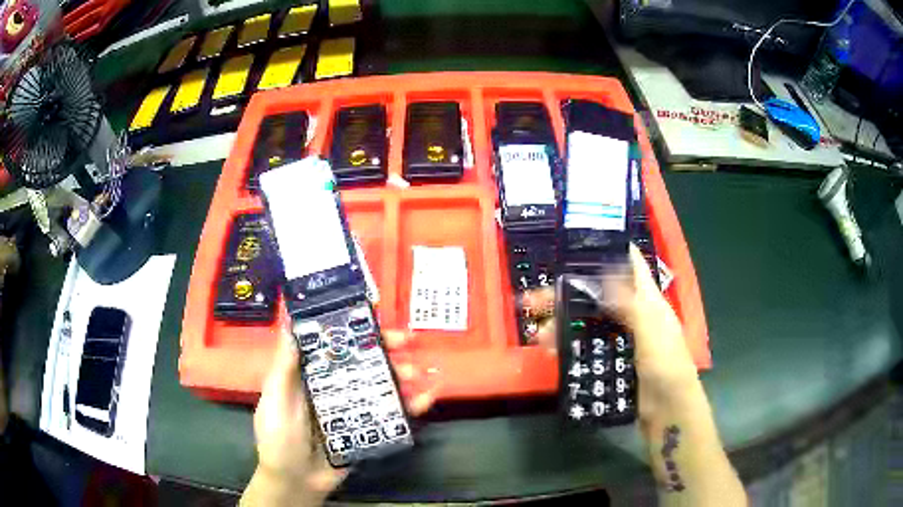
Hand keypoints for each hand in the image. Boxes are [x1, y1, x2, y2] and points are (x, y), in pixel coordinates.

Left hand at [243, 328, 437, 505]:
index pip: (335, 345)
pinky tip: (426, 398)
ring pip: (380, 385)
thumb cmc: (279, 437)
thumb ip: (284, 365)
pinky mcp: (368, 430)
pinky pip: (391, 414)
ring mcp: (352, 409)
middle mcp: (333, 388)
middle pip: (362, 362)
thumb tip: (292, 322)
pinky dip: (410, 406)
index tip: (374, 315)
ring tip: (415, 373)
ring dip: (401, 375)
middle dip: (385, 349)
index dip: (354, 329)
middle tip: (406, 342)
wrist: (295, 482)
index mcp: (310, 376)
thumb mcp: (276, 398)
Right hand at [521, 244, 698, 422]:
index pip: (630, 264)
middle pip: (599, 293)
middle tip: (536, 298)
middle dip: (569, 292)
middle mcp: (633, 314)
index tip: (576, 242)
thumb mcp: (652, 332)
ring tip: (538, 334)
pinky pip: (587, 346)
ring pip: (588, 321)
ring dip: (563, 323)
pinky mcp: (612, 359)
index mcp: (648, 300)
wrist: (668, 411)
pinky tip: (551, 352)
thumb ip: (630, 304)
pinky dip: (568, 346)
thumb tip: (604, 273)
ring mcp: (622, 338)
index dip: (609, 249)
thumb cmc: (668, 367)